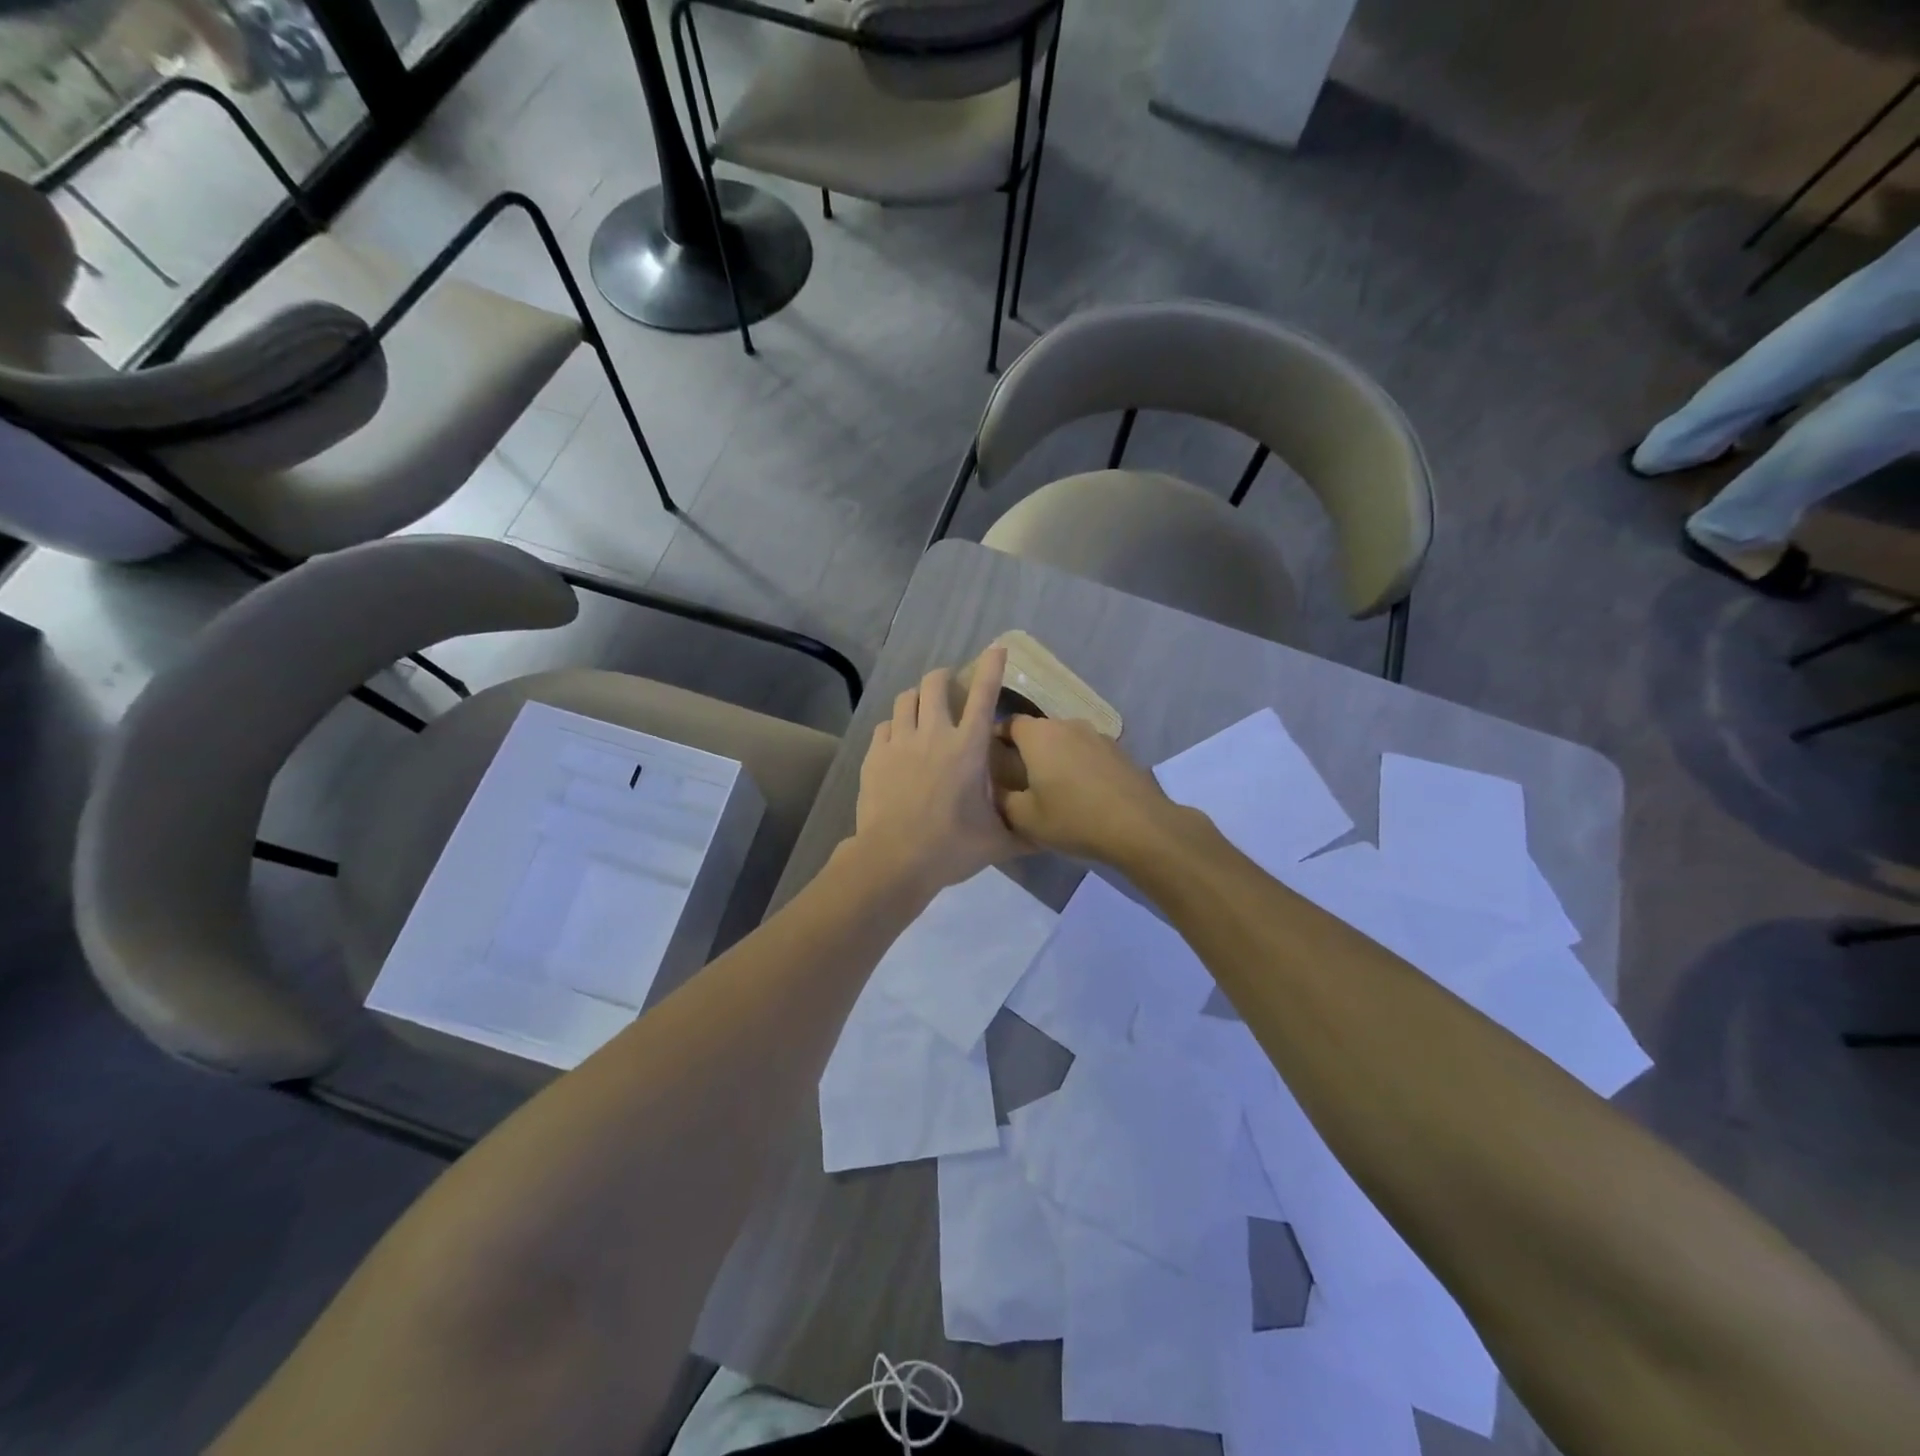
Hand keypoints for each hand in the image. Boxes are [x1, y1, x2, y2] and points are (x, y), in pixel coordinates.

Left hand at [851, 647, 1024, 896]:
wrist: (894, 859)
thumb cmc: (952, 847)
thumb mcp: (998, 842)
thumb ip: (1025, 832)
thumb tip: (1049, 834)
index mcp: (968, 748)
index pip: (984, 695)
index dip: (991, 667)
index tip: (996, 648)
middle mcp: (933, 734)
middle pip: (935, 683)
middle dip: (944, 677)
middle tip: (949, 687)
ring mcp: (900, 742)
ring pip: (905, 698)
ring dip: (917, 697)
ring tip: (922, 709)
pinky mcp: (875, 755)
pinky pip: (884, 725)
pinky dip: (895, 725)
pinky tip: (898, 740)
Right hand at [993, 716, 1192, 863]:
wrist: (1139, 826)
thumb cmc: (1073, 818)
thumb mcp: (1025, 819)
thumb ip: (1002, 800)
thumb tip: (994, 790)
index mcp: (1039, 735)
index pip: (1009, 723)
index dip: (996, 737)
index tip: (990, 758)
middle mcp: (1067, 725)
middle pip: (1038, 731)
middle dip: (1026, 749)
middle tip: (1018, 777)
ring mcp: (1097, 735)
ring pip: (1065, 741)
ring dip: (1055, 757)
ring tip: (1052, 787)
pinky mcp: (1119, 750)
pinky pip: (1087, 752)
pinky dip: (1079, 765)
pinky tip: (1082, 792)